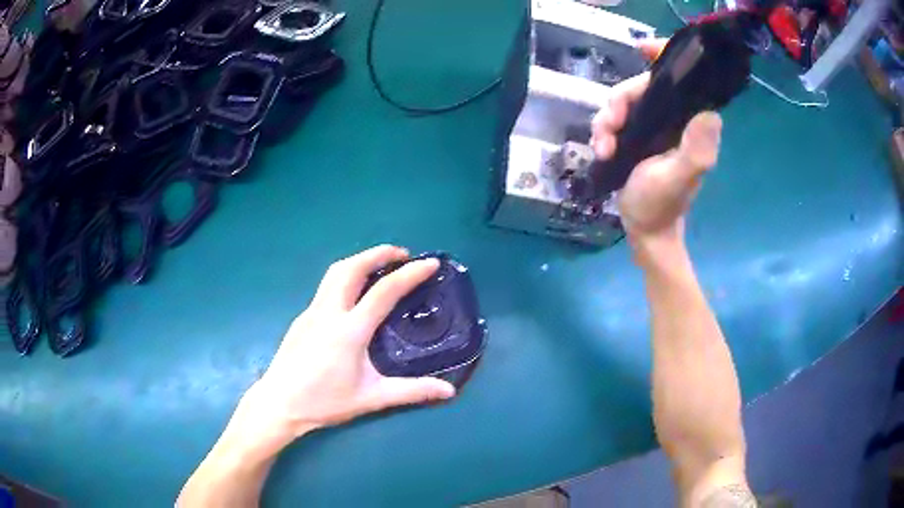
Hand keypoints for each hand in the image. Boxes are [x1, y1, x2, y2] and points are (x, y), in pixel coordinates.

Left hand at [229, 245, 456, 457]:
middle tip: (402, 255)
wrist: (279, 403)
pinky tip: (353, 294)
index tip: (430, 264)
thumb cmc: (325, 402)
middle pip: (352, 268)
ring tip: (379, 265)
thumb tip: (449, 391)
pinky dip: (346, 277)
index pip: (384, 292)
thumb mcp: (372, 398)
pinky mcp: (302, 318)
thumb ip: (411, 392)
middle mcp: (329, 312)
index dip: (410, 274)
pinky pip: (326, 287)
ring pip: (335, 273)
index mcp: (350, 330)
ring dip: (359, 260)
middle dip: (379, 254)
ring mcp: (311, 312)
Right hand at [591, 40, 722, 244]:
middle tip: (609, 129)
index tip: (641, 49)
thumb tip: (710, 114)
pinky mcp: (638, 134)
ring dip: (606, 121)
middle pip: (641, 86)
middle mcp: (674, 118)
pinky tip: (601, 150)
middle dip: (619, 102)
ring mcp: (654, 125)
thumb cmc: (661, 205)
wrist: (645, 229)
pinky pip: (615, 116)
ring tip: (602, 148)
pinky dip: (603, 130)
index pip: (681, 79)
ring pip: (623, 100)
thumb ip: (695, 150)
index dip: (664, 56)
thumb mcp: (676, 179)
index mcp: (689, 123)